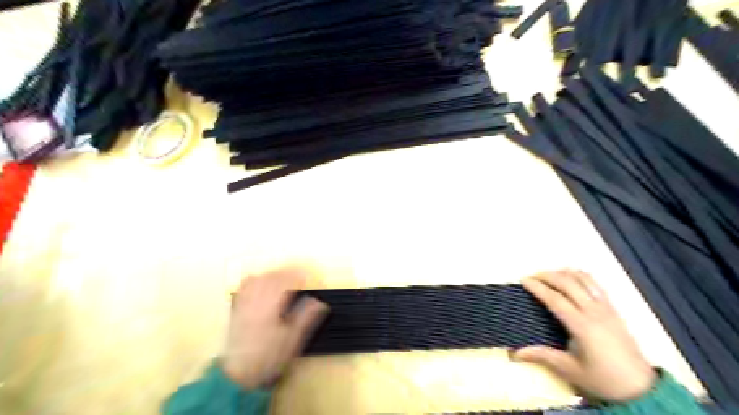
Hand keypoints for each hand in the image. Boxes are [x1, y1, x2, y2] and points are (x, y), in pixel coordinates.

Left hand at [221, 269, 329, 388]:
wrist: (239, 374)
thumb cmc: (270, 356)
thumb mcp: (293, 339)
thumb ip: (306, 317)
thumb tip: (320, 302)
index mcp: (272, 305)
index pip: (286, 280)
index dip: (299, 275)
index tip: (309, 277)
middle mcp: (257, 300)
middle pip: (272, 276)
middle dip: (288, 272)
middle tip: (300, 276)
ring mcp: (245, 302)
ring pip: (259, 278)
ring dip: (273, 274)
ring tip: (284, 277)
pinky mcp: (237, 308)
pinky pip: (245, 285)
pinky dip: (256, 279)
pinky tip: (262, 282)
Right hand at [515, 269, 657, 401]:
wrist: (641, 389)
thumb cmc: (603, 380)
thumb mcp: (570, 370)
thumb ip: (543, 356)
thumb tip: (515, 353)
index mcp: (582, 326)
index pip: (555, 299)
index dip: (538, 288)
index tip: (524, 280)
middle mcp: (595, 312)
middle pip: (568, 283)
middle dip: (548, 276)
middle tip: (532, 277)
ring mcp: (607, 308)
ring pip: (584, 280)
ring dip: (564, 273)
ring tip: (549, 275)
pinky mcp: (614, 309)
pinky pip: (596, 285)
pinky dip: (581, 276)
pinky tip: (572, 277)